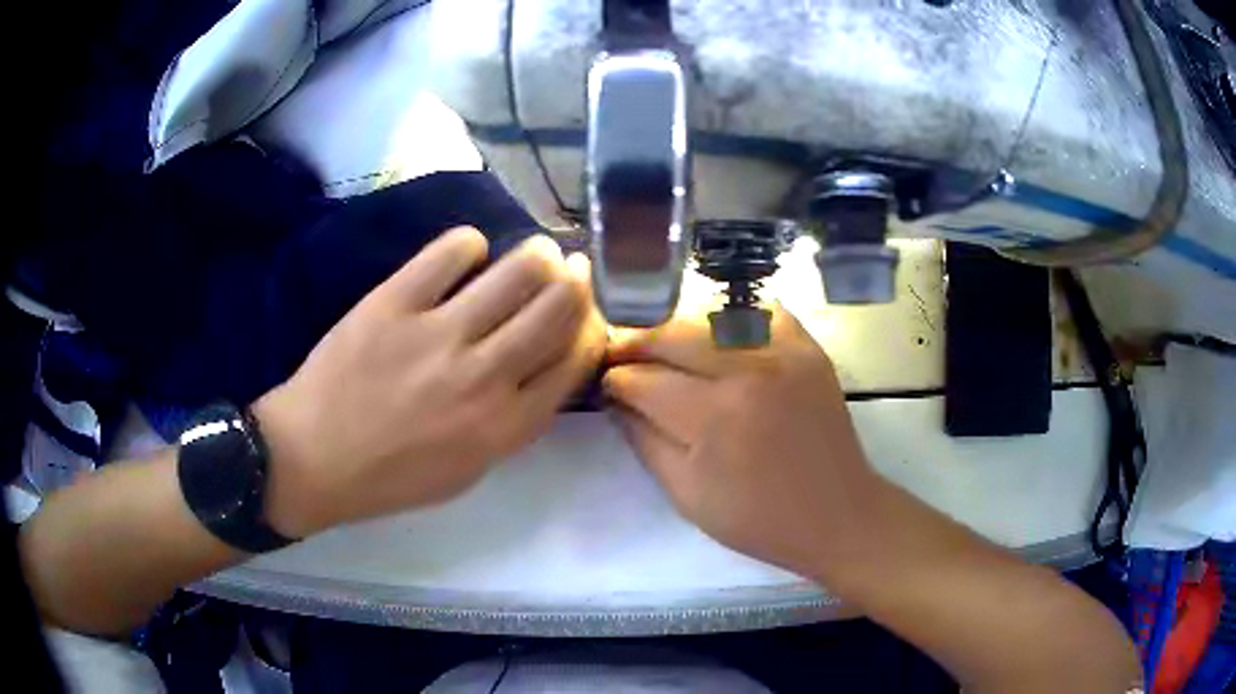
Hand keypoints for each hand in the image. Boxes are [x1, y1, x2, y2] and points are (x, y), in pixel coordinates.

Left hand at [253, 227, 605, 537]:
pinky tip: (466, 254)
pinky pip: (452, 251)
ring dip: (537, 255)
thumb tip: (542, 368)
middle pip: (558, 307)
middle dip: (575, 281)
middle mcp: (484, 376)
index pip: (575, 359)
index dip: (591, 327)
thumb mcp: (468, 471)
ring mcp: (438, 334)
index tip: (585, 314)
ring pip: (517, 271)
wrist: (313, 457)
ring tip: (533, 252)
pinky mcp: (394, 302)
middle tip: (569, 268)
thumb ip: (512, 423)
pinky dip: (469, 244)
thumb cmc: (391, 475)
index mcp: (505, 425)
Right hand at [605, 307, 881, 578]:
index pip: (643, 379)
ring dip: (675, 330)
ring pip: (708, 316)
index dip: (615, 381)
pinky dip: (730, 318)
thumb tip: (616, 399)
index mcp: (715, 415)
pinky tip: (716, 337)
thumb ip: (643, 441)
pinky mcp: (808, 346)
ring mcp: (784, 350)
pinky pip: (758, 311)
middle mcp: (749, 368)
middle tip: (622, 357)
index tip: (606, 385)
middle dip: (635, 344)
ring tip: (662, 348)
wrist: (837, 514)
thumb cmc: (758, 518)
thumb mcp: (686, 495)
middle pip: (671, 334)